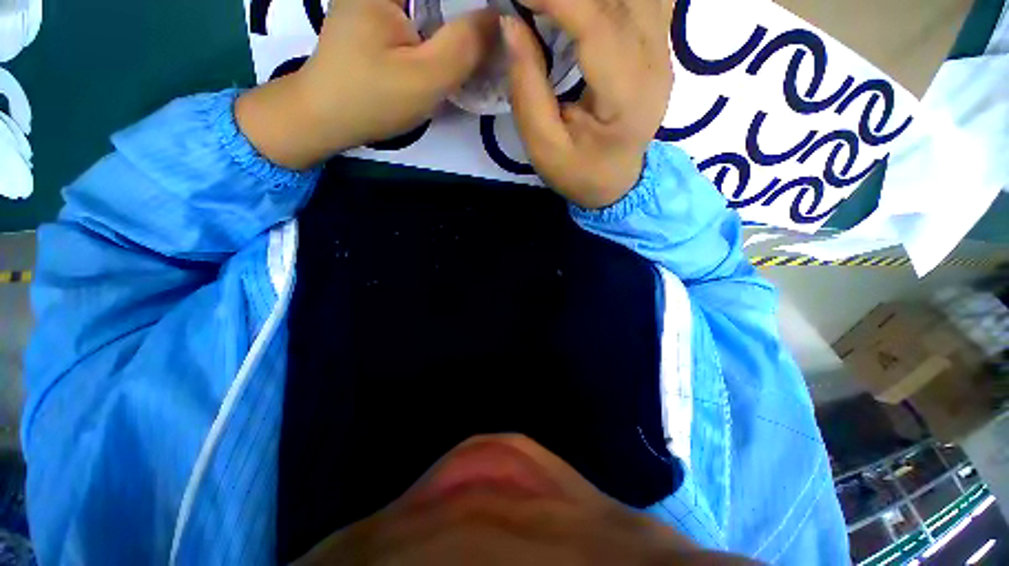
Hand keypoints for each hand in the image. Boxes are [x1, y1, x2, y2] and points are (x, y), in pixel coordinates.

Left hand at [236, 0, 496, 169]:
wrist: (327, 116)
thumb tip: (500, 18)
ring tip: (481, 44)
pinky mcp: (382, 13)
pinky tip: (456, 46)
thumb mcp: (424, 79)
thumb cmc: (371, 99)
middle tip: (492, 38)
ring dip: (459, 21)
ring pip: (435, 4)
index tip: (498, 21)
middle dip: (470, 12)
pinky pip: (424, 12)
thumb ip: (465, 46)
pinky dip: (444, 27)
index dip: (478, 3)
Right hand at [501, 0, 673, 208]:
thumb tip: (510, 23)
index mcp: (626, 96)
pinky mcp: (660, 47)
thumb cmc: (579, 172)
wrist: (617, 183)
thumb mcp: (544, 146)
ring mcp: (663, 51)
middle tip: (532, 3)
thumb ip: (527, 88)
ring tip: (554, 7)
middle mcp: (655, 63)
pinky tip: (589, 9)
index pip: (596, 24)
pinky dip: (614, 0)